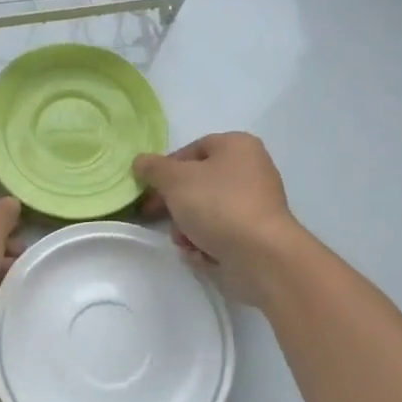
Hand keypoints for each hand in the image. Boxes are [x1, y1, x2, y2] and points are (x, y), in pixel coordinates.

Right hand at [134, 133, 302, 302]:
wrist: (261, 255)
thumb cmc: (217, 205)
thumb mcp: (175, 180)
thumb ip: (153, 168)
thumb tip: (140, 162)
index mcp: (237, 146)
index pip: (192, 149)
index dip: (166, 168)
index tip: (148, 188)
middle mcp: (251, 169)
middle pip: (198, 182)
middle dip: (174, 204)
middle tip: (154, 216)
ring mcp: (256, 203)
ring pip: (206, 210)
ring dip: (187, 227)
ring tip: (184, 241)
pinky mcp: (256, 233)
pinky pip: (222, 231)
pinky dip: (207, 242)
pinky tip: (201, 254)